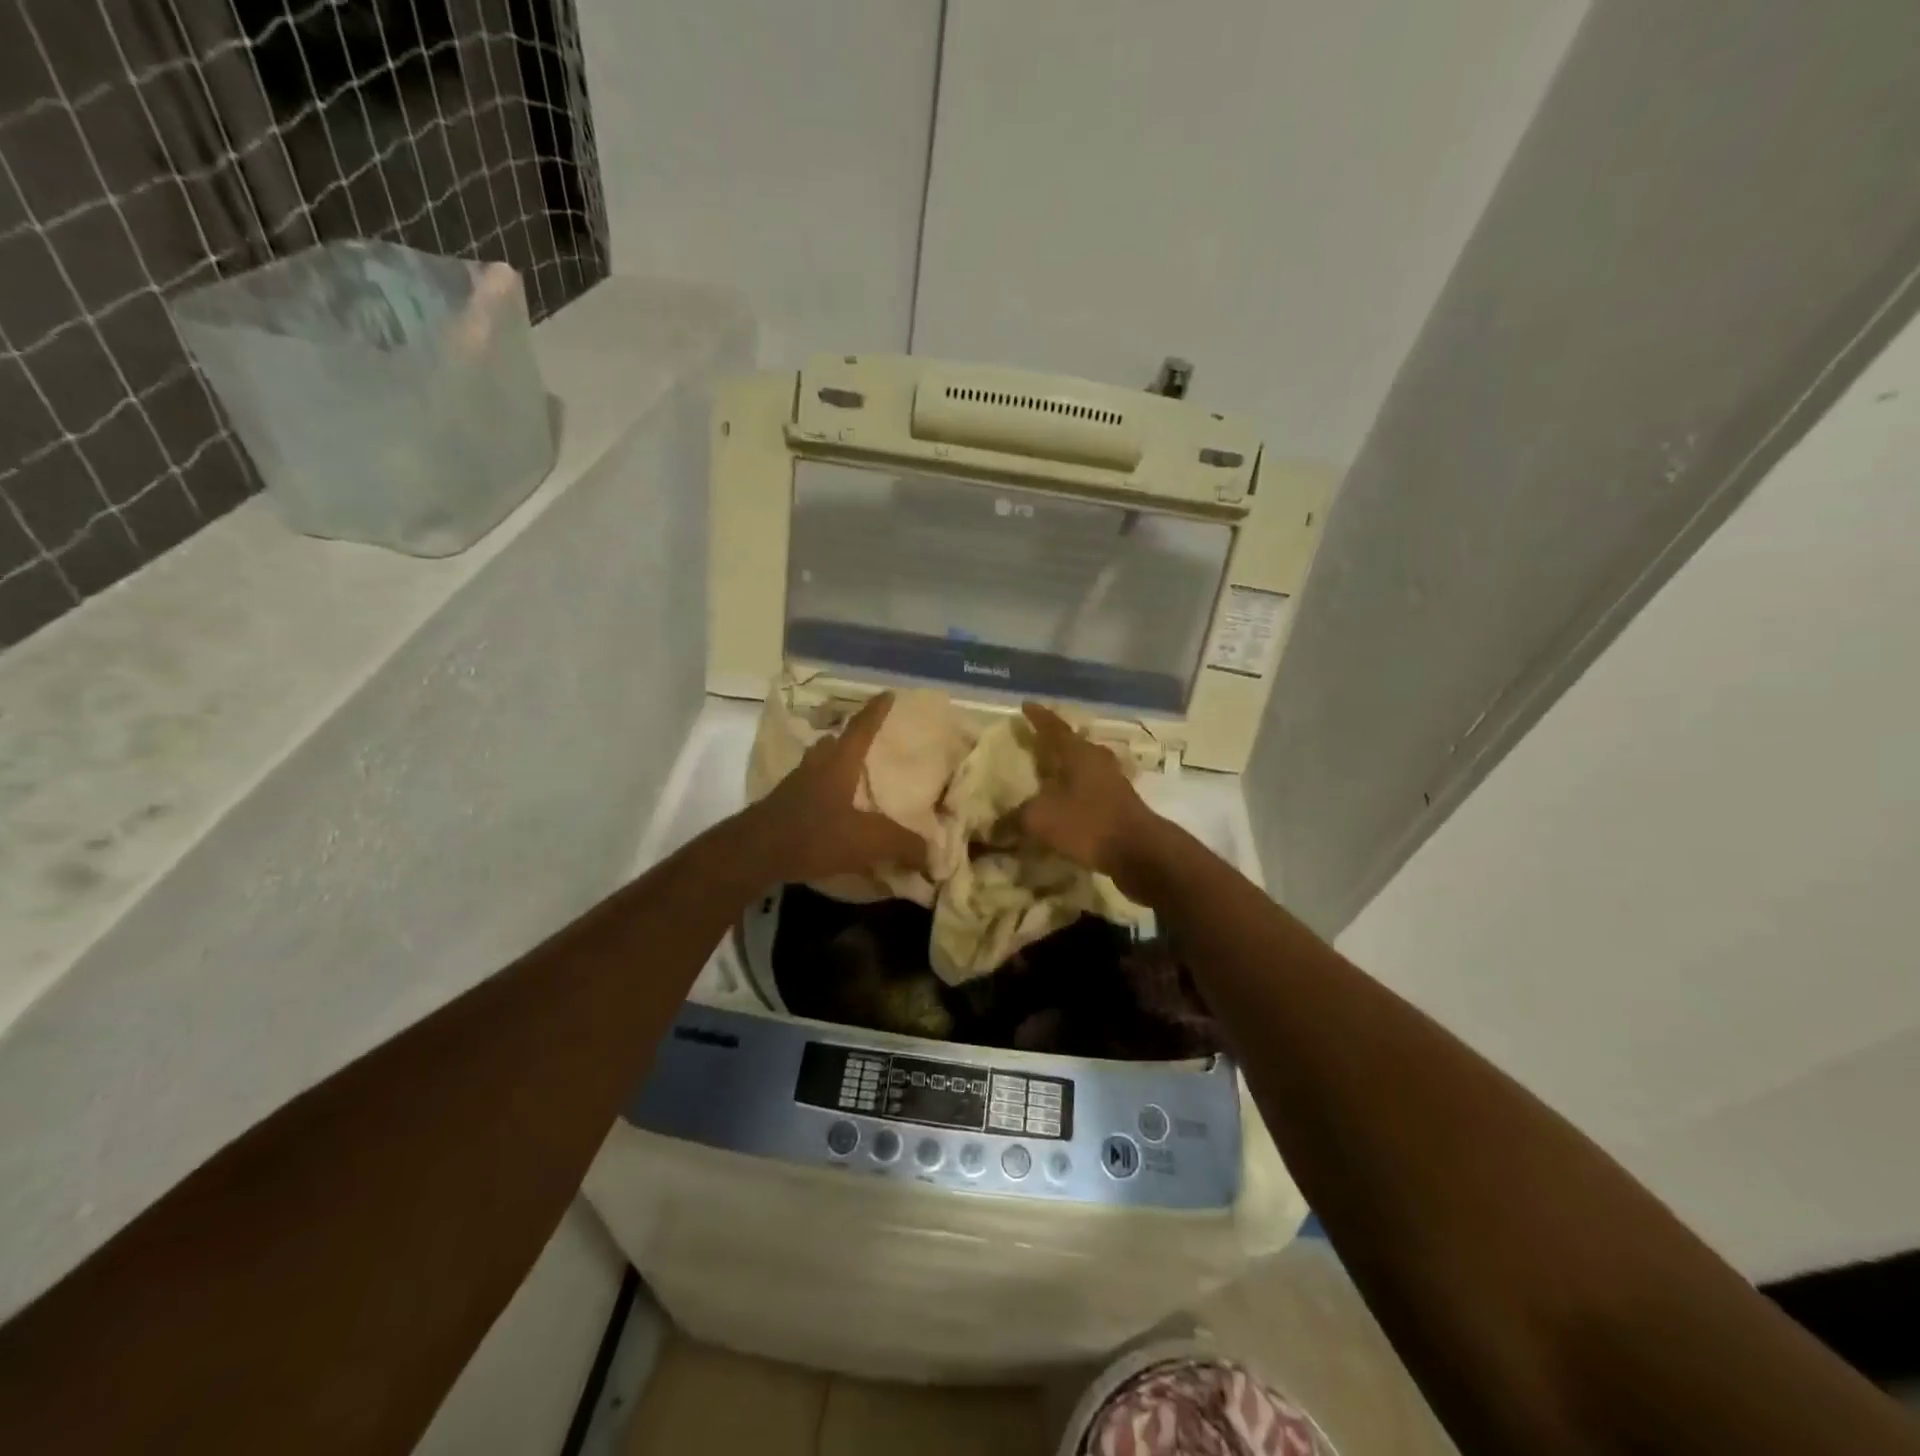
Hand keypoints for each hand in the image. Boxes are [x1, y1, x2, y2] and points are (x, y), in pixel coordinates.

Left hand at [746, 692, 928, 885]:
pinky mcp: (782, 806)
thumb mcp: (867, 841)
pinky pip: (808, 789)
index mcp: (839, 763)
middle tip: (869, 742)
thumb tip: (932, 853)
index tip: (888, 693)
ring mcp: (795, 785)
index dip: (876, 711)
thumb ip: (902, 844)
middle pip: (834, 743)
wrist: (754, 853)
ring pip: (818, 764)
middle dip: (851, 739)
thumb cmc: (814, 834)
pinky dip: (823, 792)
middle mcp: (816, 766)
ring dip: (834, 764)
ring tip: (851, 775)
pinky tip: (831, 809)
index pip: (862, 728)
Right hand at [1013, 702, 1161, 896]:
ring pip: (1084, 766)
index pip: (1053, 727)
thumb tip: (991, 827)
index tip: (1025, 705)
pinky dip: (1076, 792)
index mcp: (1077, 752)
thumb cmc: (1087, 823)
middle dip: (1053, 742)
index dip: (1038, 717)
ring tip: (1048, 774)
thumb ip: (1014, 819)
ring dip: (1067, 768)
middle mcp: (1097, 760)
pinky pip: (1091, 789)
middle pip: (1072, 744)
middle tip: (1035, 741)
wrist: (1140, 852)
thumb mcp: (1040, 820)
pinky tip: (1065, 804)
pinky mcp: (1120, 804)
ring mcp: (1113, 781)